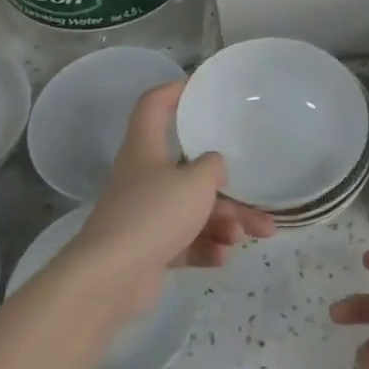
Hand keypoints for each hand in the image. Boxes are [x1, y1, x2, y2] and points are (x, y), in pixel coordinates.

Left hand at [70, 82, 274, 312]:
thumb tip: (214, 165)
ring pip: (193, 210)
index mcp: (146, 149)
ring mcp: (145, 216)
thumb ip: (212, 167)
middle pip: (189, 170)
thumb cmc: (154, 215)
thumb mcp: (196, 183)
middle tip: (257, 196)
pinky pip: (186, 242)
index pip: (153, 106)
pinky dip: (206, 247)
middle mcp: (144, 177)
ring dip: (225, 222)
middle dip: (227, 187)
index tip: (201, 90)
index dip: (174, 91)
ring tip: (251, 236)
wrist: (111, 279)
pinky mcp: (149, 249)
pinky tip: (224, 256)